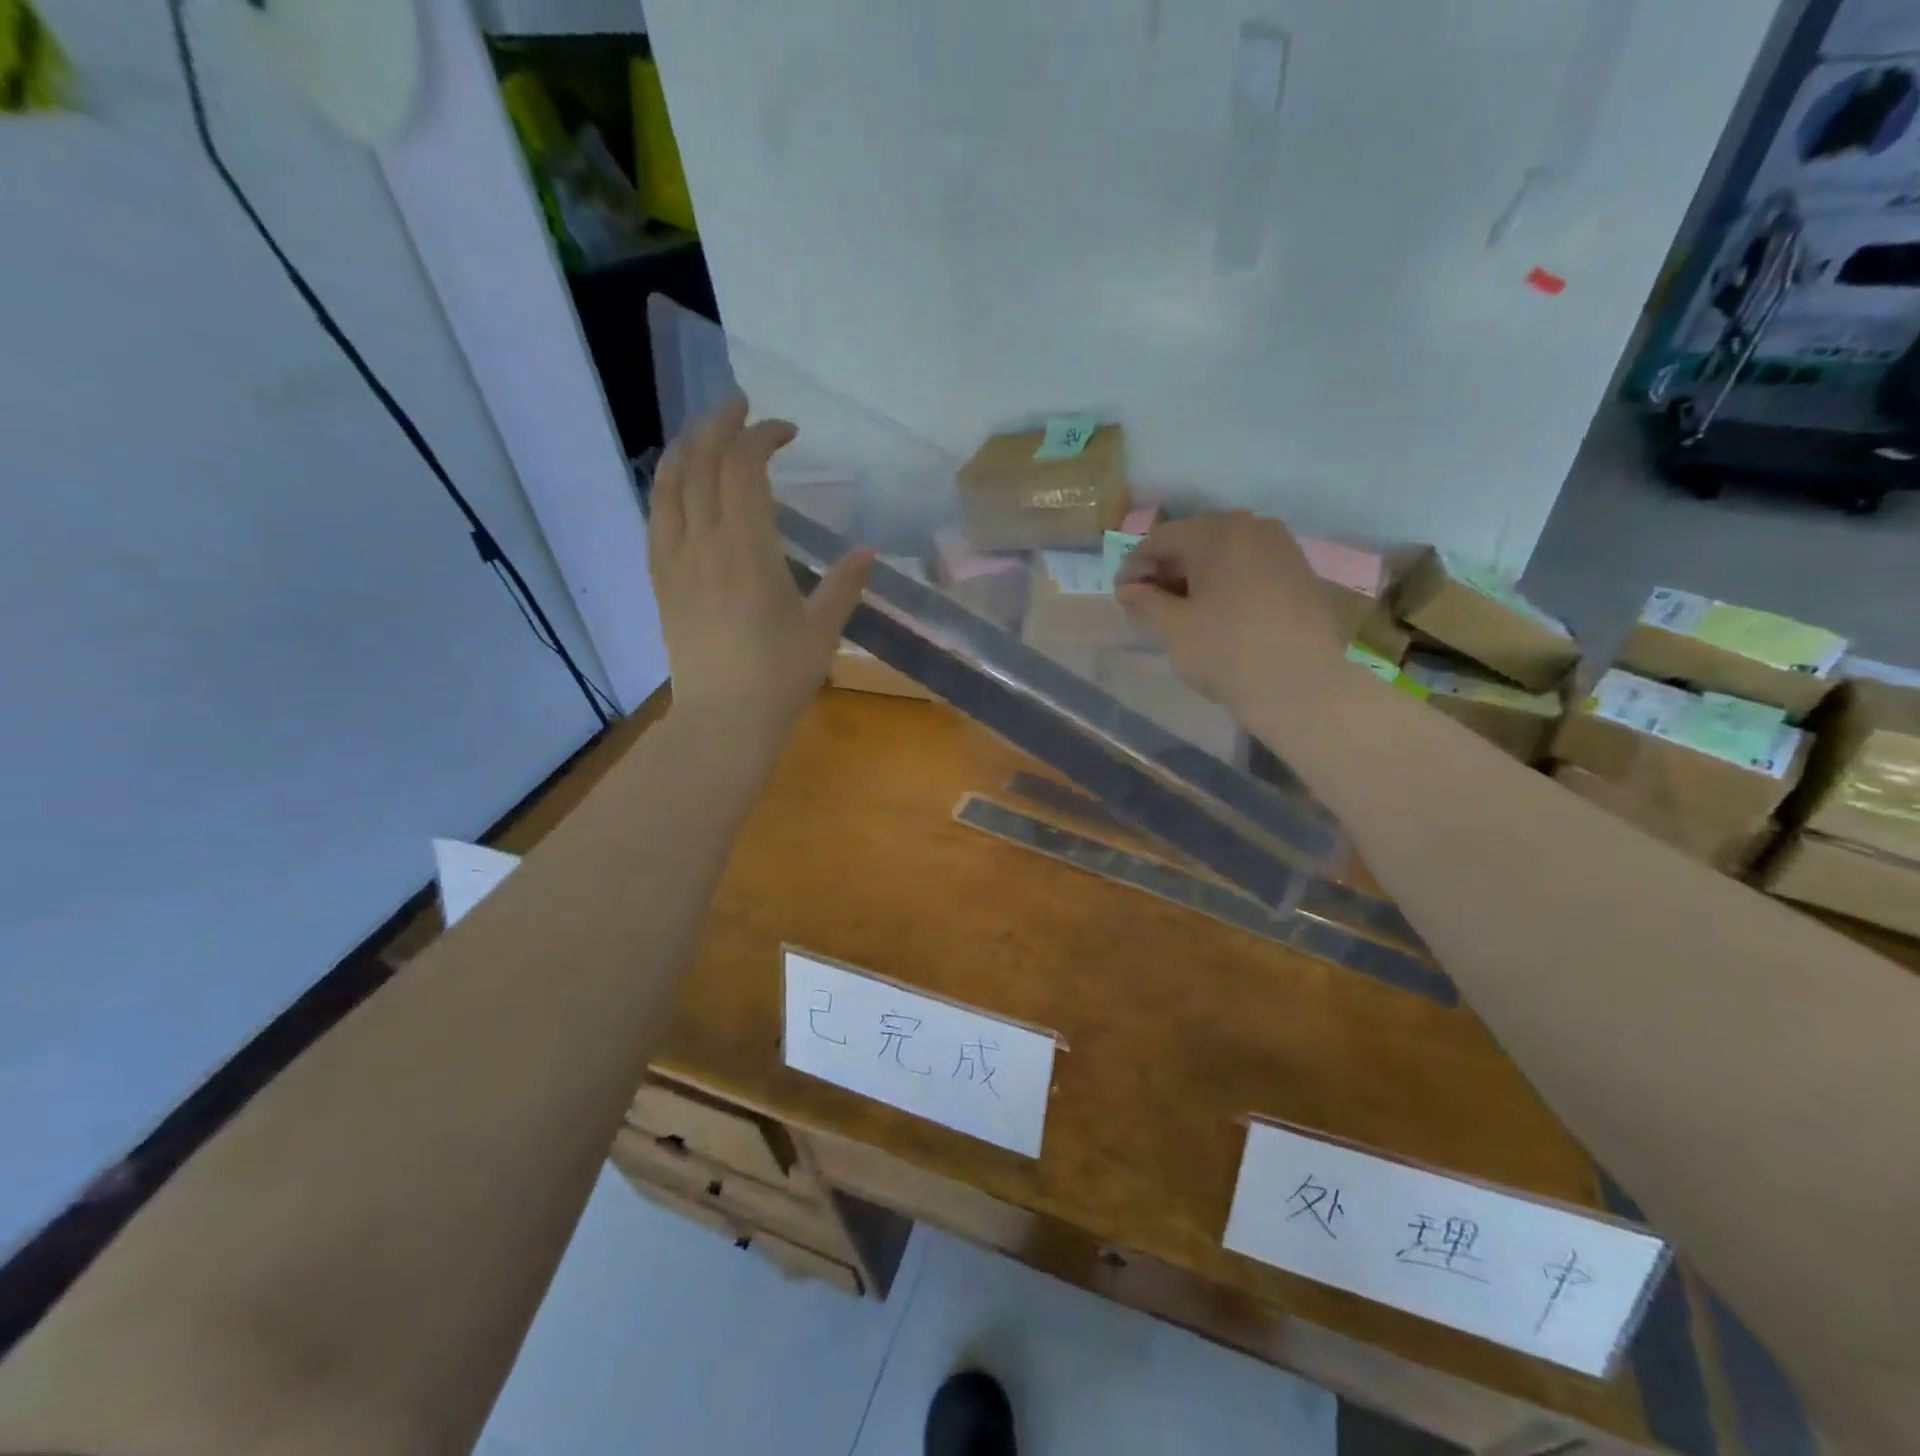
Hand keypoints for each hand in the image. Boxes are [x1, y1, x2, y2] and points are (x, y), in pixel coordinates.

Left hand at [649, 398, 872, 736]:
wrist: (723, 719)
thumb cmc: (779, 677)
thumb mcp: (822, 630)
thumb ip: (843, 585)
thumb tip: (867, 551)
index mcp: (747, 549)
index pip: (745, 468)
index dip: (762, 437)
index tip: (786, 432)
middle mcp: (704, 542)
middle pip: (703, 462)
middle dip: (721, 424)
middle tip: (742, 406)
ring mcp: (675, 559)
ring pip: (670, 483)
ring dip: (689, 445)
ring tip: (707, 430)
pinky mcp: (660, 579)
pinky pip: (655, 516)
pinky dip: (667, 485)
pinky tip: (678, 481)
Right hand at [1114, 510, 1344, 720]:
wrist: (1302, 687)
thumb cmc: (1226, 651)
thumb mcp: (1172, 628)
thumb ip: (1144, 602)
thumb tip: (1127, 589)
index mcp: (1217, 531)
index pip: (1160, 540)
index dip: (1134, 568)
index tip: (1123, 598)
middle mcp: (1253, 526)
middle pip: (1194, 542)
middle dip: (1168, 572)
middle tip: (1151, 608)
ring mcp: (1283, 548)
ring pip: (1225, 555)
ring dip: (1198, 579)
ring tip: (1185, 615)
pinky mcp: (1301, 573)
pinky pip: (1251, 569)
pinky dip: (1228, 585)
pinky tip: (1221, 616)